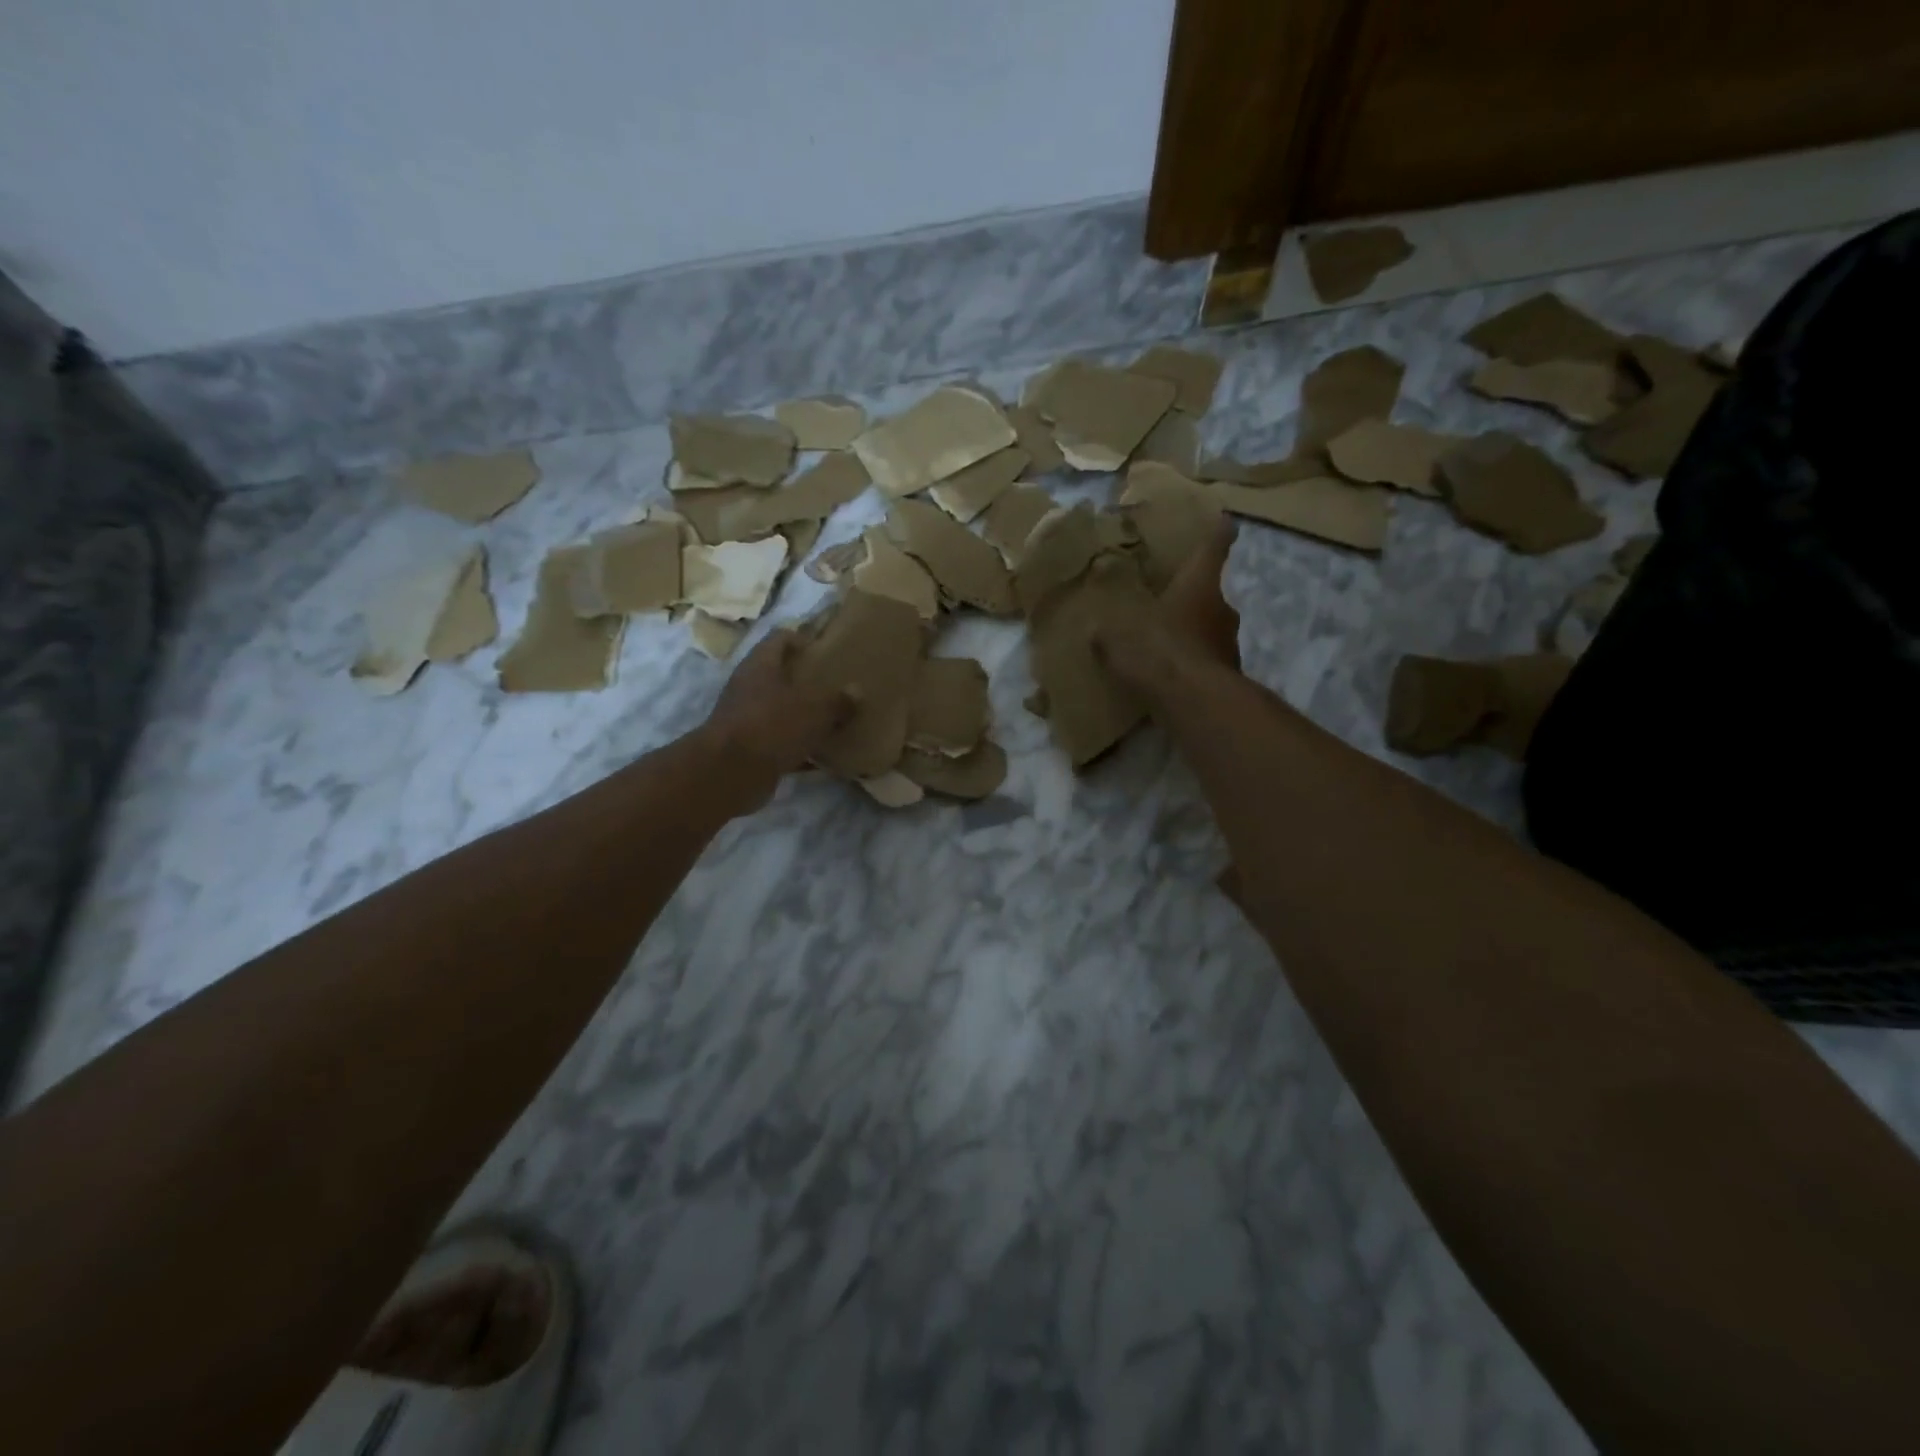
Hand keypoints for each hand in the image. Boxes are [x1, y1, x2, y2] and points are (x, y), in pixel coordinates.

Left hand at [699, 629, 851, 810]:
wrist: (730, 774)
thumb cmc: (772, 726)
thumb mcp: (814, 710)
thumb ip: (837, 701)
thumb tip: (856, 691)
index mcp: (761, 665)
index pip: (781, 638)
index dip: (803, 639)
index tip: (827, 650)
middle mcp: (749, 686)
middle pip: (780, 675)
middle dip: (806, 680)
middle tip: (836, 686)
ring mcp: (746, 718)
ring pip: (780, 710)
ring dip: (803, 715)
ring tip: (834, 719)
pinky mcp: (748, 748)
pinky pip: (779, 741)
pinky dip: (798, 746)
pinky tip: (822, 755)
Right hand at [1095, 517, 1241, 697]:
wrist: (1195, 703)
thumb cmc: (1159, 652)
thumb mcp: (1118, 638)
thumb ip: (1108, 632)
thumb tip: (1096, 629)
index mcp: (1199, 586)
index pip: (1214, 548)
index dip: (1218, 534)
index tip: (1225, 523)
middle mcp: (1221, 608)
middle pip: (1210, 594)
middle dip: (1191, 597)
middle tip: (1168, 602)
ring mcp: (1229, 644)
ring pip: (1209, 630)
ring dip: (1191, 634)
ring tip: (1163, 644)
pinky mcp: (1227, 676)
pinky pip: (1205, 661)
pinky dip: (1191, 664)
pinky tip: (1168, 677)